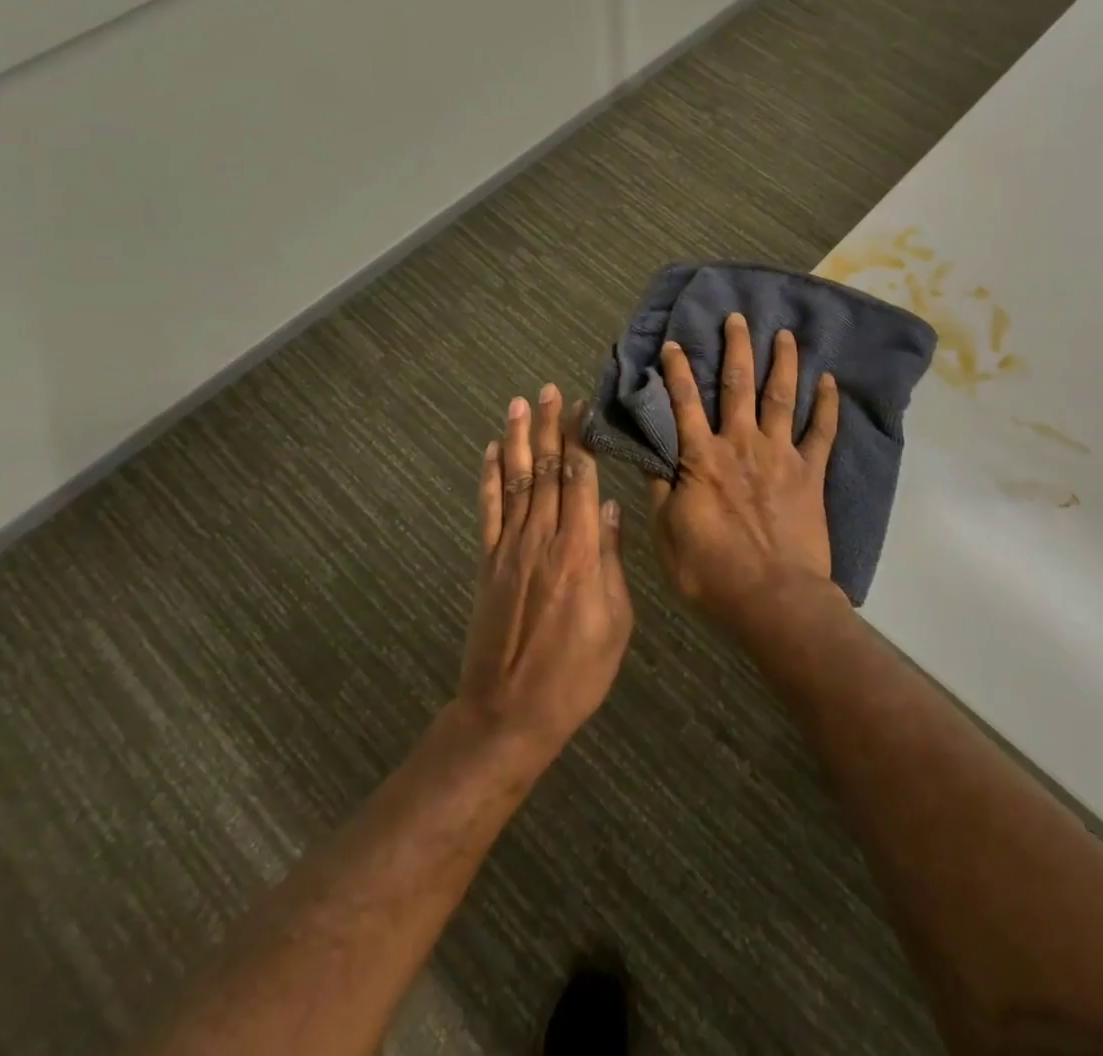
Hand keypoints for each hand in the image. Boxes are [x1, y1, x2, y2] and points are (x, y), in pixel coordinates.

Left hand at [461, 385, 632, 760]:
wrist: (510, 713)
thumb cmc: (577, 673)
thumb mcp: (616, 621)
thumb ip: (611, 561)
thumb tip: (612, 509)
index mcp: (580, 552)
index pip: (580, 480)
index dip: (580, 440)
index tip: (582, 408)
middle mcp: (543, 539)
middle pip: (546, 470)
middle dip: (549, 427)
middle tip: (550, 390)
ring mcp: (509, 549)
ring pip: (515, 481)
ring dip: (516, 440)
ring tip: (519, 403)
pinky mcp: (487, 563)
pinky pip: (487, 511)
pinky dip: (488, 478)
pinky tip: (489, 452)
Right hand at [646, 313, 841, 635]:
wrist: (774, 599)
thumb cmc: (713, 573)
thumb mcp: (668, 535)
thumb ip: (661, 492)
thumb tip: (652, 457)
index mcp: (702, 459)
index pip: (684, 404)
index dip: (677, 372)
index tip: (675, 344)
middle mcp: (741, 445)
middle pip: (737, 386)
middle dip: (736, 348)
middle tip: (738, 318)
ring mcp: (781, 455)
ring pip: (782, 397)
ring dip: (783, 363)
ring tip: (785, 334)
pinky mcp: (811, 473)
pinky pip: (823, 432)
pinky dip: (828, 405)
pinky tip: (831, 381)